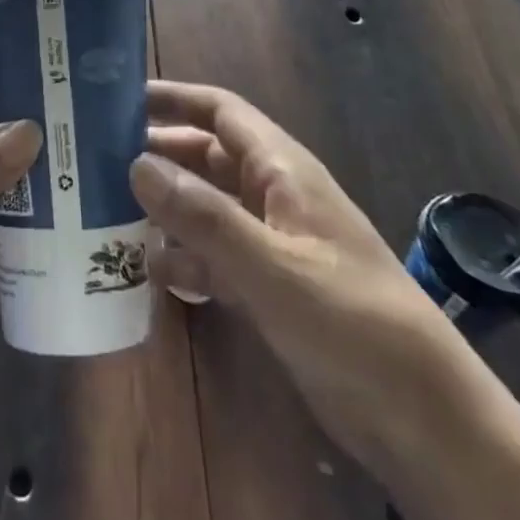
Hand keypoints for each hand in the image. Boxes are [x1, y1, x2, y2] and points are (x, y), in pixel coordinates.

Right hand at [130, 82, 475, 470]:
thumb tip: (136, 163)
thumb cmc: (353, 324)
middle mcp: (273, 197)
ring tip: (106, 215)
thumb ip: (203, 215)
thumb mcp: (272, 267)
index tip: (117, 98)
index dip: (173, 98)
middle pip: (205, 157)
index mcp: (282, 171)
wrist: (424, 421)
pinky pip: (214, 257)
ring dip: (164, 209)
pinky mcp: (270, 288)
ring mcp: (271, 243)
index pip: (220, 112)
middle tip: (95, 160)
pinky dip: (184, 259)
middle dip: (157, 155)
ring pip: (205, 208)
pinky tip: (151, 273)